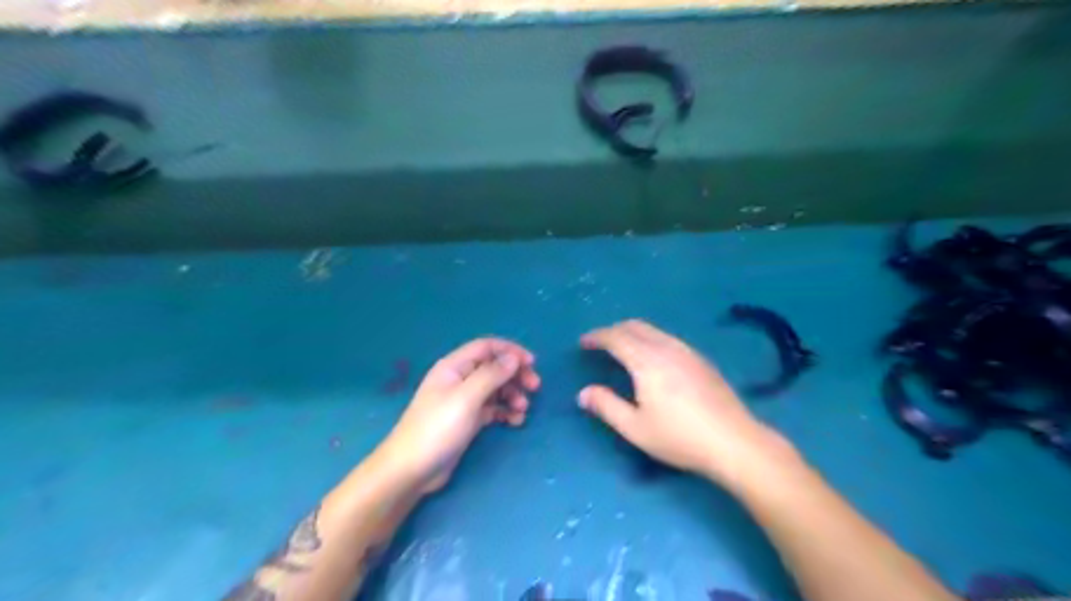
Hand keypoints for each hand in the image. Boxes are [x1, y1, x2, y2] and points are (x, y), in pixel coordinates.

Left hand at [381, 336, 539, 494]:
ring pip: (496, 389)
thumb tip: (514, 357)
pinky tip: (515, 421)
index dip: (510, 351)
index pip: (487, 347)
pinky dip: (505, 411)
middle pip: (494, 367)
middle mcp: (460, 379)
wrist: (412, 470)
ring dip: (512, 395)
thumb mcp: (467, 398)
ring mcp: (464, 400)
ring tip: (523, 409)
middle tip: (535, 387)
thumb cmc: (438, 428)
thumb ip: (492, 375)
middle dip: (515, 375)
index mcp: (454, 366)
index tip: (532, 363)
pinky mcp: (468, 420)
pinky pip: (492, 408)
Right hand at [579, 320, 782, 483]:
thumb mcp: (635, 428)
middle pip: (635, 326)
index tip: (583, 342)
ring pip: (653, 331)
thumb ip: (607, 406)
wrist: (734, 442)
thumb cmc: (680, 437)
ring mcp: (687, 351)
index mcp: (647, 361)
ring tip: (622, 349)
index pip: (616, 337)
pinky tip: (652, 360)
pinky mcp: (701, 360)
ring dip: (632, 333)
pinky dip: (649, 340)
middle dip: (613, 330)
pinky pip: (667, 338)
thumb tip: (583, 393)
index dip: (597, 337)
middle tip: (599, 344)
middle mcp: (667, 348)